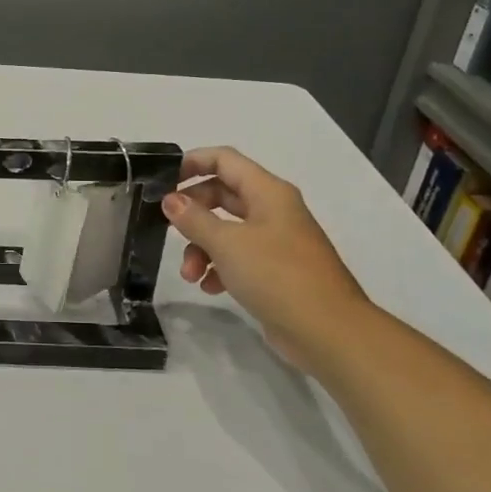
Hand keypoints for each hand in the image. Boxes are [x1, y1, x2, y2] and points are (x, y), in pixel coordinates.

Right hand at [163, 145, 370, 373]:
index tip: (162, 180)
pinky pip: (238, 257)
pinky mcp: (275, 270)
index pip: (224, 160)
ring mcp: (276, 241)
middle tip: (168, 228)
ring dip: (201, 247)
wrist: (328, 331)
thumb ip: (194, 219)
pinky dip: (219, 268)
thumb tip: (170, 200)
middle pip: (222, 195)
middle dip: (193, 213)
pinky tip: (209, 287)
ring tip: (190, 274)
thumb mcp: (227, 244)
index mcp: (268, 192)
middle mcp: (273, 210)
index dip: (192, 162)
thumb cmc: (277, 275)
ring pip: (226, 230)